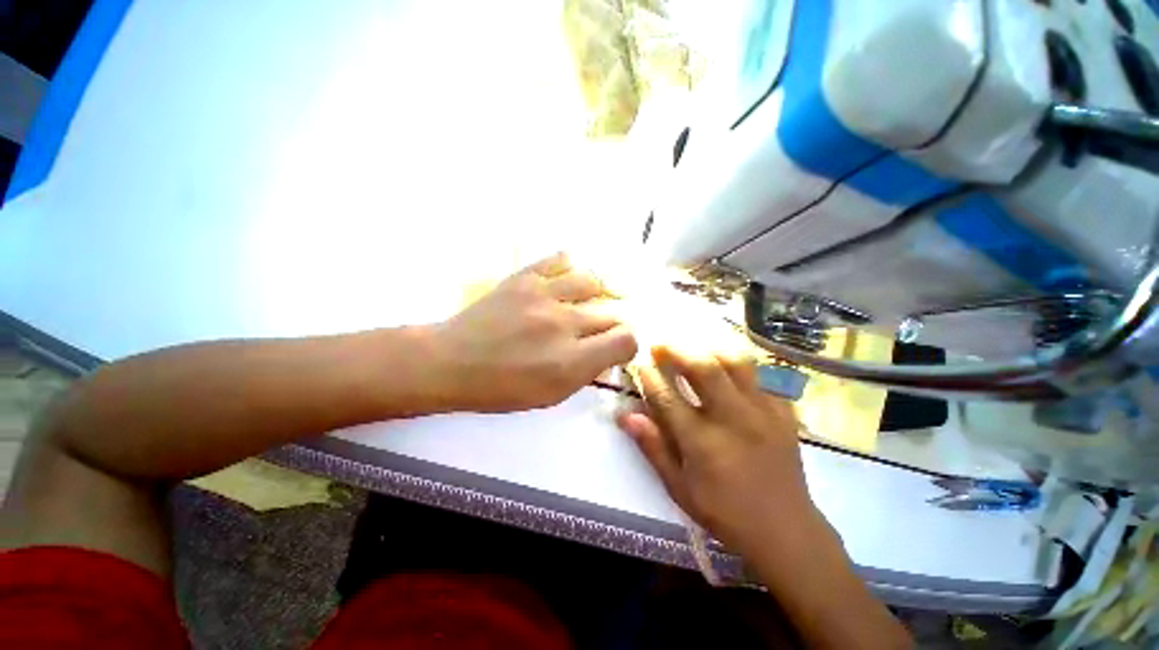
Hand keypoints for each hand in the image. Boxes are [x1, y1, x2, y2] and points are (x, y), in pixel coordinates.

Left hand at [433, 252, 637, 412]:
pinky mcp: (525, 277)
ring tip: (587, 301)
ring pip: (593, 281)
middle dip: (611, 324)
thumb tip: (607, 351)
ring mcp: (544, 295)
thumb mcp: (550, 395)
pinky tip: (568, 280)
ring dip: (597, 294)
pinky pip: (561, 259)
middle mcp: (564, 324)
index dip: (627, 344)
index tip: (615, 347)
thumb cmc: (500, 388)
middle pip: (612, 313)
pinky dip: (571, 268)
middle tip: (598, 330)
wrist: (451, 361)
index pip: (625, 340)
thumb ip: (586, 372)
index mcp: (570, 361)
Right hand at [617, 346, 832, 557]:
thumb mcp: (679, 488)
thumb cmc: (724, 512)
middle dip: (677, 350)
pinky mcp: (783, 413)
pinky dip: (740, 366)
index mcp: (703, 442)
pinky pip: (762, 375)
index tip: (640, 364)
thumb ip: (653, 447)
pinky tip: (728, 368)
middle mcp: (733, 419)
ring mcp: (763, 413)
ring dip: (709, 350)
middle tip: (661, 345)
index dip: (650, 376)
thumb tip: (626, 415)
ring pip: (736, 363)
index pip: (667, 397)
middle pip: (703, 369)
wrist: (785, 531)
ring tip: (693, 349)